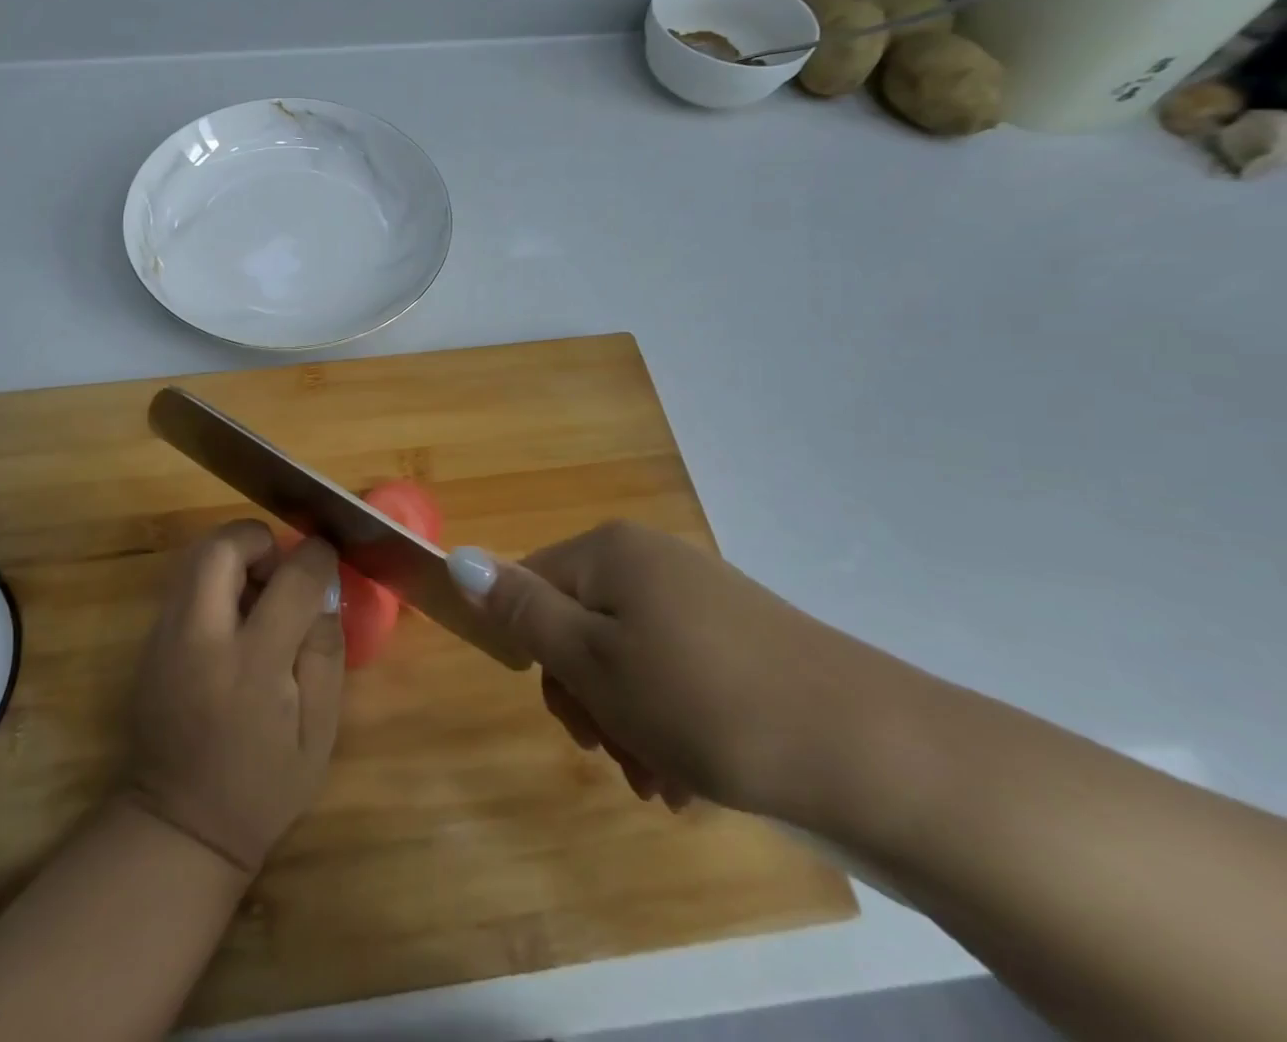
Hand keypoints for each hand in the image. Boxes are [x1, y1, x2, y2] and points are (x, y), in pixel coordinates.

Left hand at [126, 520, 344, 873]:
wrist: (179, 826)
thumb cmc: (263, 786)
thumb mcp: (319, 730)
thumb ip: (325, 649)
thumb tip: (323, 587)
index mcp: (253, 664)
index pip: (292, 578)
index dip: (317, 556)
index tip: (327, 558)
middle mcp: (201, 637)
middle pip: (224, 545)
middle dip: (260, 541)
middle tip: (281, 573)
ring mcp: (165, 636)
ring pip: (196, 555)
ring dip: (235, 557)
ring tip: (259, 598)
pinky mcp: (149, 642)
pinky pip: (185, 583)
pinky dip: (214, 581)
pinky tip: (233, 623)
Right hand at [458, 522, 887, 820]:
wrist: (875, 753)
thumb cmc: (706, 702)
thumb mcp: (595, 660)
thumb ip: (521, 611)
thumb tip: (457, 558)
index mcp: (611, 551)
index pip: (530, 587)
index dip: (538, 656)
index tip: (574, 719)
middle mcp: (652, 561)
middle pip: (580, 626)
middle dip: (588, 700)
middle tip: (617, 757)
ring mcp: (701, 599)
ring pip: (628, 660)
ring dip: (629, 723)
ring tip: (663, 782)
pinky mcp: (741, 639)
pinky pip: (676, 674)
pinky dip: (671, 723)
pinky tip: (694, 777)